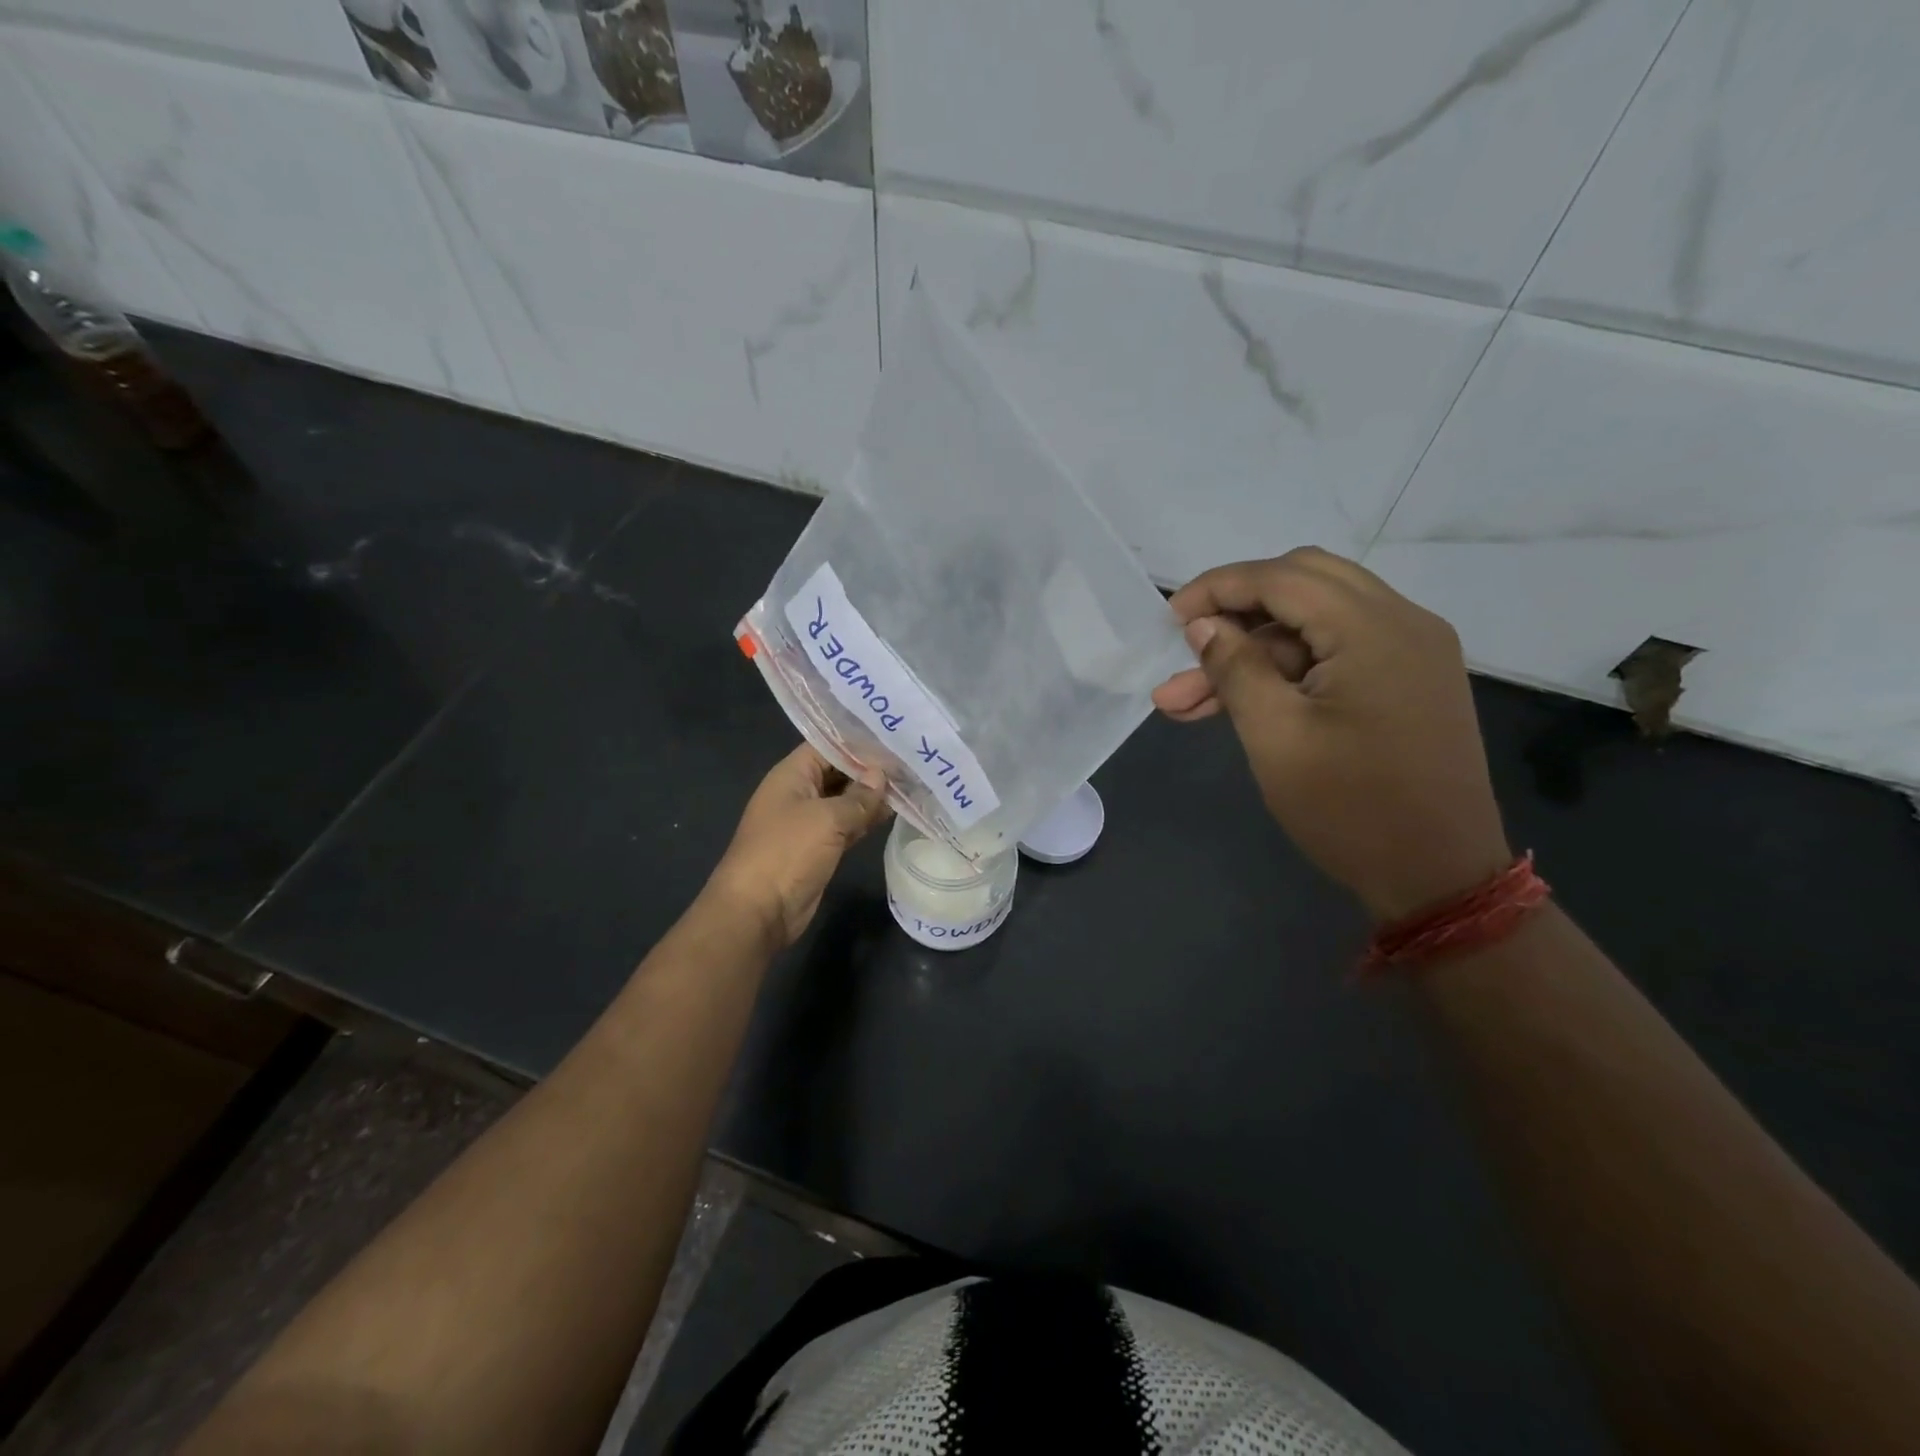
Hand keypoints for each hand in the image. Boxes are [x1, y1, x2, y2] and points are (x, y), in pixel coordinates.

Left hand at [706, 744, 891, 948]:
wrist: (759, 911)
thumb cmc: (787, 852)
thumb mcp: (827, 818)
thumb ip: (859, 797)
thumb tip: (882, 776)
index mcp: (792, 775)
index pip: (828, 745)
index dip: (859, 741)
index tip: (894, 737)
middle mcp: (799, 793)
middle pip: (838, 772)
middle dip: (870, 769)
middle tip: (911, 760)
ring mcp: (809, 822)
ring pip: (845, 801)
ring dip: (872, 796)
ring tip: (911, 783)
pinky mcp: (819, 847)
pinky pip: (847, 826)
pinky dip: (867, 820)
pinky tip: (894, 813)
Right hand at [1152, 547, 1510, 920]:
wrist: (1438, 877)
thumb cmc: (1350, 809)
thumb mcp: (1275, 737)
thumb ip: (1236, 669)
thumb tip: (1203, 625)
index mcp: (1375, 630)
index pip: (1283, 578)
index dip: (1218, 588)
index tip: (1169, 617)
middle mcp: (1403, 623)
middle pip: (1304, 584)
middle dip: (1236, 611)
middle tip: (1188, 646)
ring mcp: (1411, 652)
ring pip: (1314, 624)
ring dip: (1253, 652)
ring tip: (1187, 700)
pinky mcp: (1407, 682)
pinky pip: (1336, 652)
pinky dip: (1286, 670)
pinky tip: (1238, 703)